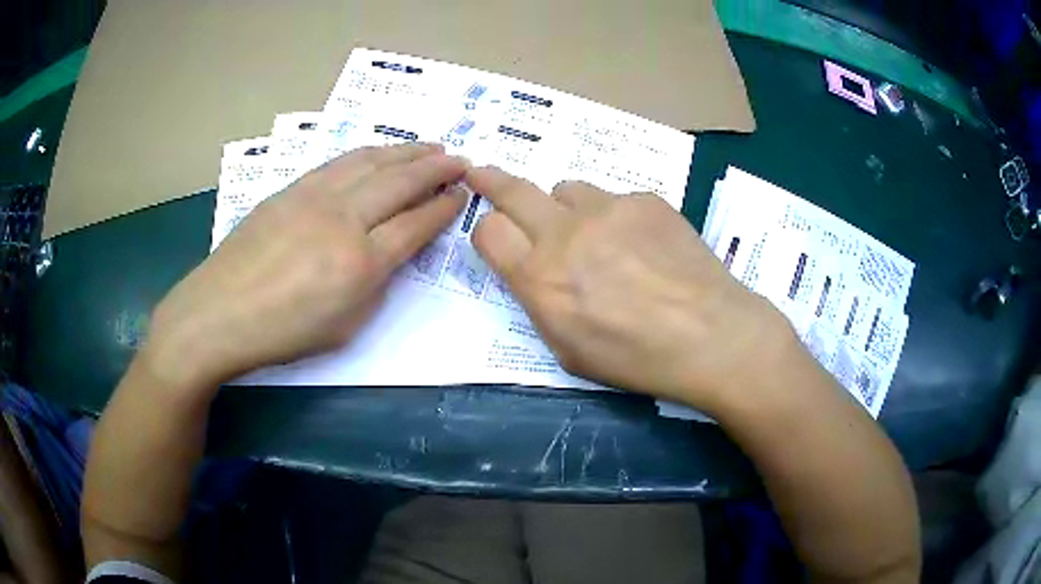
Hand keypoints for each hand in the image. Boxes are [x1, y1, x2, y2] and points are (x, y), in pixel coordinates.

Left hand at [147, 144, 467, 388]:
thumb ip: (376, 283)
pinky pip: (340, 162)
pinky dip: (369, 153)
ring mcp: (315, 197)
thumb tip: (392, 250)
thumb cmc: (283, 334)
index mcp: (361, 264)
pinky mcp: (291, 188)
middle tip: (460, 160)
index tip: (463, 193)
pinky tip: (380, 152)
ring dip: (406, 152)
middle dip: (436, 168)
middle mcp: (344, 220)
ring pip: (372, 162)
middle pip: (401, 182)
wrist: (219, 313)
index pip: (417, 223)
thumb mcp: (345, 327)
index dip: (445, 207)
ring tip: (431, 147)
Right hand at [467, 167, 795, 409]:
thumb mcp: (568, 350)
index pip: (488, 231)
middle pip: (512, 191)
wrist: (710, 335)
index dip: (486, 231)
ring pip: (566, 189)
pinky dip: (617, 217)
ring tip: (592, 233)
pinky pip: (616, 198)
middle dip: (490, 180)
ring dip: (566, 207)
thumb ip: (540, 301)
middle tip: (481, 172)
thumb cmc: (636, 358)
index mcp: (540, 278)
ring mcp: (608, 208)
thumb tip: (534, 268)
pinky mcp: (645, 199)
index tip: (495, 235)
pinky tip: (644, 244)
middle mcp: (565, 233)